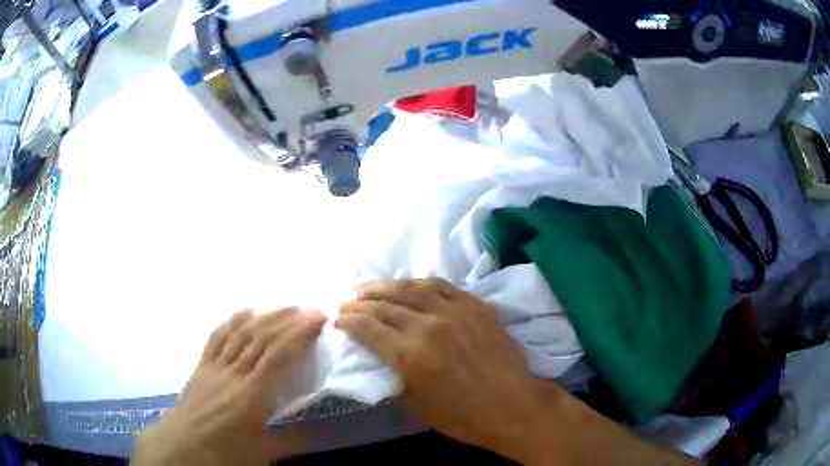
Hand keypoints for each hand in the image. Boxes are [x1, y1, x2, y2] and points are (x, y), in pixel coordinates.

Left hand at [133, 308, 325, 465]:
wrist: (183, 446)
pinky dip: (232, 321)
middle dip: (287, 320)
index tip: (317, 320)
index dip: (298, 334)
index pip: (277, 356)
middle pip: (260, 338)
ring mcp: (215, 366)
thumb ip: (293, 440)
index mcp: (249, 396)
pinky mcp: (202, 365)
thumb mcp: (262, 452)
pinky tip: (245, 311)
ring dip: (265, 316)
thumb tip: (324, 430)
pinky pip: (217, 337)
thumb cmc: (224, 451)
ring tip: (286, 307)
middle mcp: (232, 374)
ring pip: (241, 333)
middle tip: (310, 310)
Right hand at [335, 278, 548, 461]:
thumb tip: (381, 361)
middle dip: (360, 302)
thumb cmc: (464, 417)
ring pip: (411, 289)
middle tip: (347, 302)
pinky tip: (409, 285)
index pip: (368, 328)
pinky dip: (419, 283)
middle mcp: (430, 325)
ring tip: (371, 289)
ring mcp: (456, 311)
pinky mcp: (476, 305)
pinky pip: (441, 285)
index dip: (348, 321)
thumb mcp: (418, 407)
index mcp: (411, 354)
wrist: (515, 407)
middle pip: (385, 305)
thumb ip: (394, 378)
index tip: (338, 320)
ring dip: (385, 287)